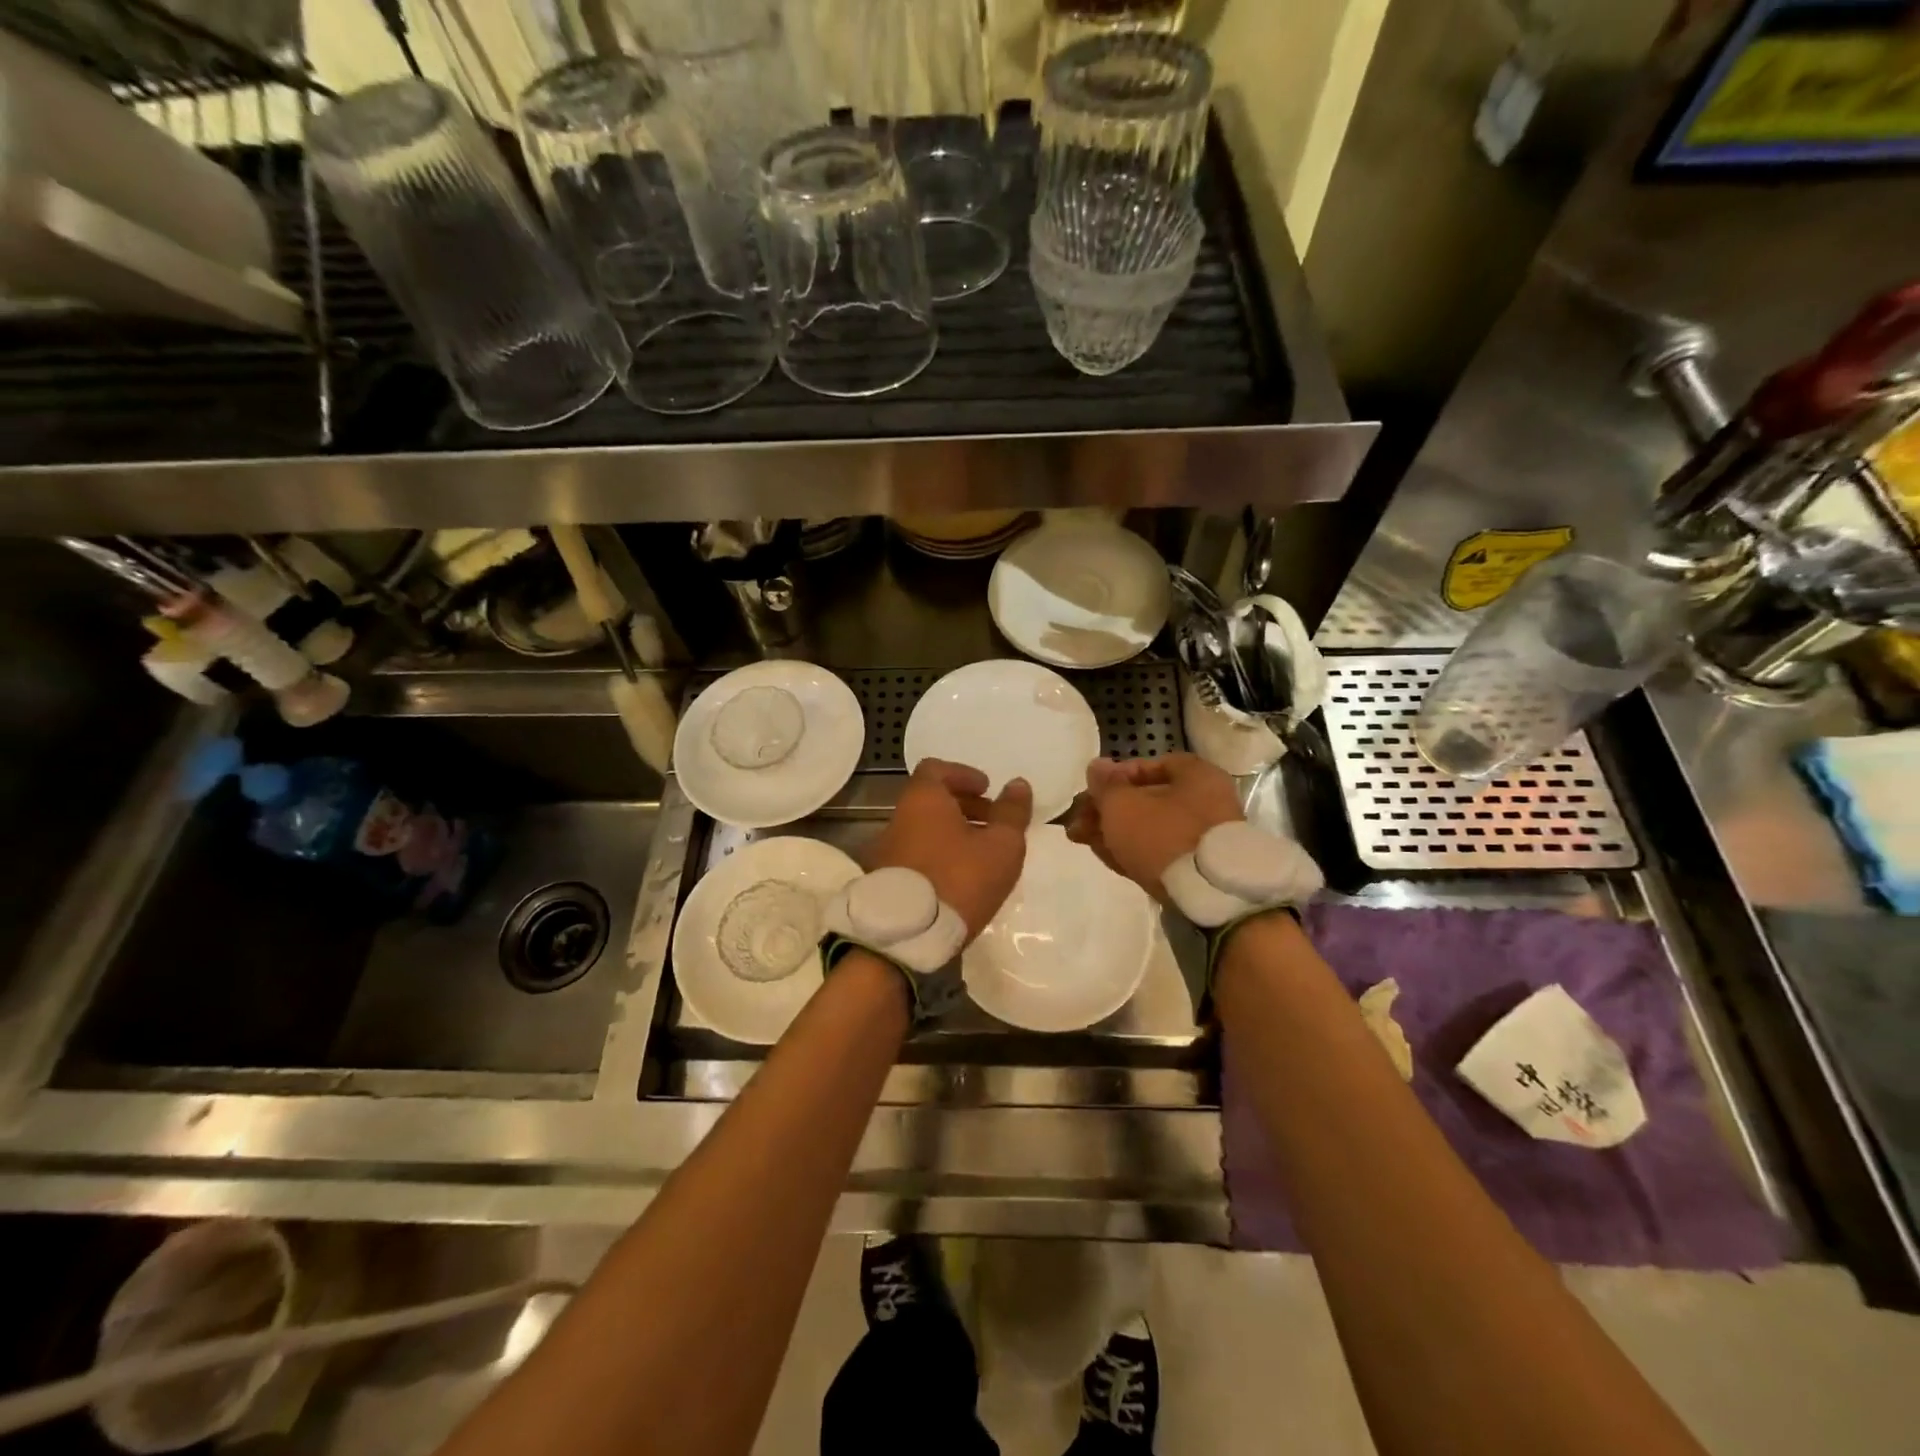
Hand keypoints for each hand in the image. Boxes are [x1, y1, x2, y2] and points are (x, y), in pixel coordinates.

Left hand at [866, 759, 1032, 937]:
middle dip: (963, 806)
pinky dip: (937, 855)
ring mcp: (886, 850)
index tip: (986, 790)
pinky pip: (915, 854)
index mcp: (923, 799)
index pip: (936, 769)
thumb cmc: (960, 879)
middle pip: (930, 800)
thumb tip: (1018, 784)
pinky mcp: (884, 880)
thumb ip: (1011, 813)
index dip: (964, 775)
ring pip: (923, 829)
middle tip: (992, 824)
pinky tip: (959, 879)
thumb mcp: (1001, 846)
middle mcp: (898, 818)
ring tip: (981, 856)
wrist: (908, 935)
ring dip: (951, 834)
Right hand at [1065, 753, 1243, 900]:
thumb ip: (1105, 785)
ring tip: (1080, 838)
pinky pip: (1159, 852)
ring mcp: (1203, 838)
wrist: (1206, 896)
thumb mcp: (1123, 805)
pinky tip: (1103, 855)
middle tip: (1078, 819)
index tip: (1094, 789)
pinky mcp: (1196, 868)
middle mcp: (1206, 802)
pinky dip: (1131, 850)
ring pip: (1149, 828)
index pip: (1154, 764)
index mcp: (1197, 776)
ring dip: (1114, 831)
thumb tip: (1097, 766)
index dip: (1118, 774)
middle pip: (1148, 799)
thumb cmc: (1163, 834)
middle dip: (1108, 809)